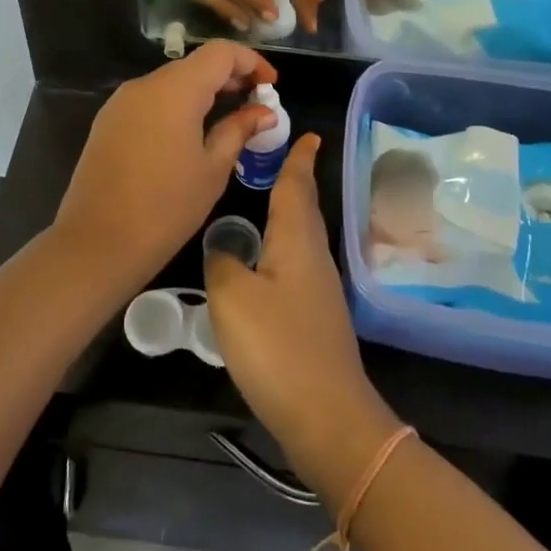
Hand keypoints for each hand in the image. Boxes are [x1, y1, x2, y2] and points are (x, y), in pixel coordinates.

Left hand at [52, 42, 277, 293]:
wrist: (96, 243)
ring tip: (228, 118)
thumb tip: (264, 111)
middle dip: (229, 77)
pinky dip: (177, 105)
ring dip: (202, 91)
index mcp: (175, 90)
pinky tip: (191, 133)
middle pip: (194, 64)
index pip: (220, 52)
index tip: (271, 85)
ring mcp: (121, 102)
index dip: (251, 62)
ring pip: (171, 82)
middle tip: (256, 103)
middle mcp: (145, 85)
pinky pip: (151, 100)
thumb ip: (239, 130)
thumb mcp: (213, 169)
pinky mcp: (108, 121)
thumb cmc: (166, 208)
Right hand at [204, 135, 395, 494]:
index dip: (299, 159)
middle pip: (304, 208)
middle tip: (284, 157)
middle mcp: (314, 257)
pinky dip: (284, 245)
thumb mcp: (232, 297)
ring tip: (271, 198)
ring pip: (302, 236)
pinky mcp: (315, 318)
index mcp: (297, 240)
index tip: (308, 134)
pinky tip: (268, 259)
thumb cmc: (278, 346)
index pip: (297, 186)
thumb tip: (224, 247)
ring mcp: (320, 289)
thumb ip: (222, 262)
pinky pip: (298, 263)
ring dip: (290, 212)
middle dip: (296, 180)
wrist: (327, 416)